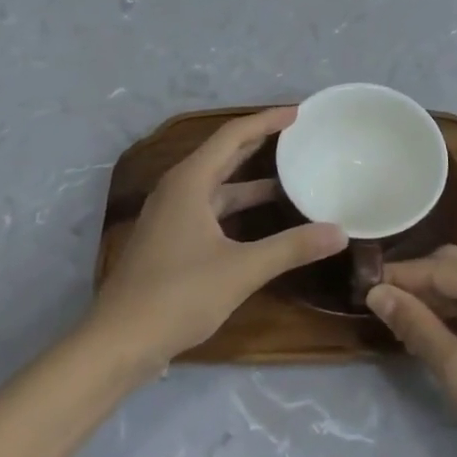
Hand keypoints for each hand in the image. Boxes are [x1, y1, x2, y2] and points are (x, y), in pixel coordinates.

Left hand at [95, 108, 345, 370]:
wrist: (118, 343)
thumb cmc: (178, 296)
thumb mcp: (242, 270)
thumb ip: (291, 247)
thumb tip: (339, 232)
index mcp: (190, 182)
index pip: (233, 135)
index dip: (266, 120)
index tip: (299, 113)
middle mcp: (178, 189)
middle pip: (224, 154)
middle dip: (260, 142)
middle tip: (297, 135)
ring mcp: (171, 215)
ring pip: (218, 184)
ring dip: (251, 178)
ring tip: (290, 174)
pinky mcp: (170, 239)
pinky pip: (211, 206)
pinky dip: (238, 205)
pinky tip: (262, 218)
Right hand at [368, 246, 456, 456]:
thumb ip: (417, 326)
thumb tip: (376, 293)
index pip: (436, 267)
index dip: (398, 275)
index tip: (360, 285)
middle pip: (449, 267)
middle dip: (413, 280)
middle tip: (375, 300)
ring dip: (428, 297)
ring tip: (391, 315)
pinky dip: (445, 313)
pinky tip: (422, 330)